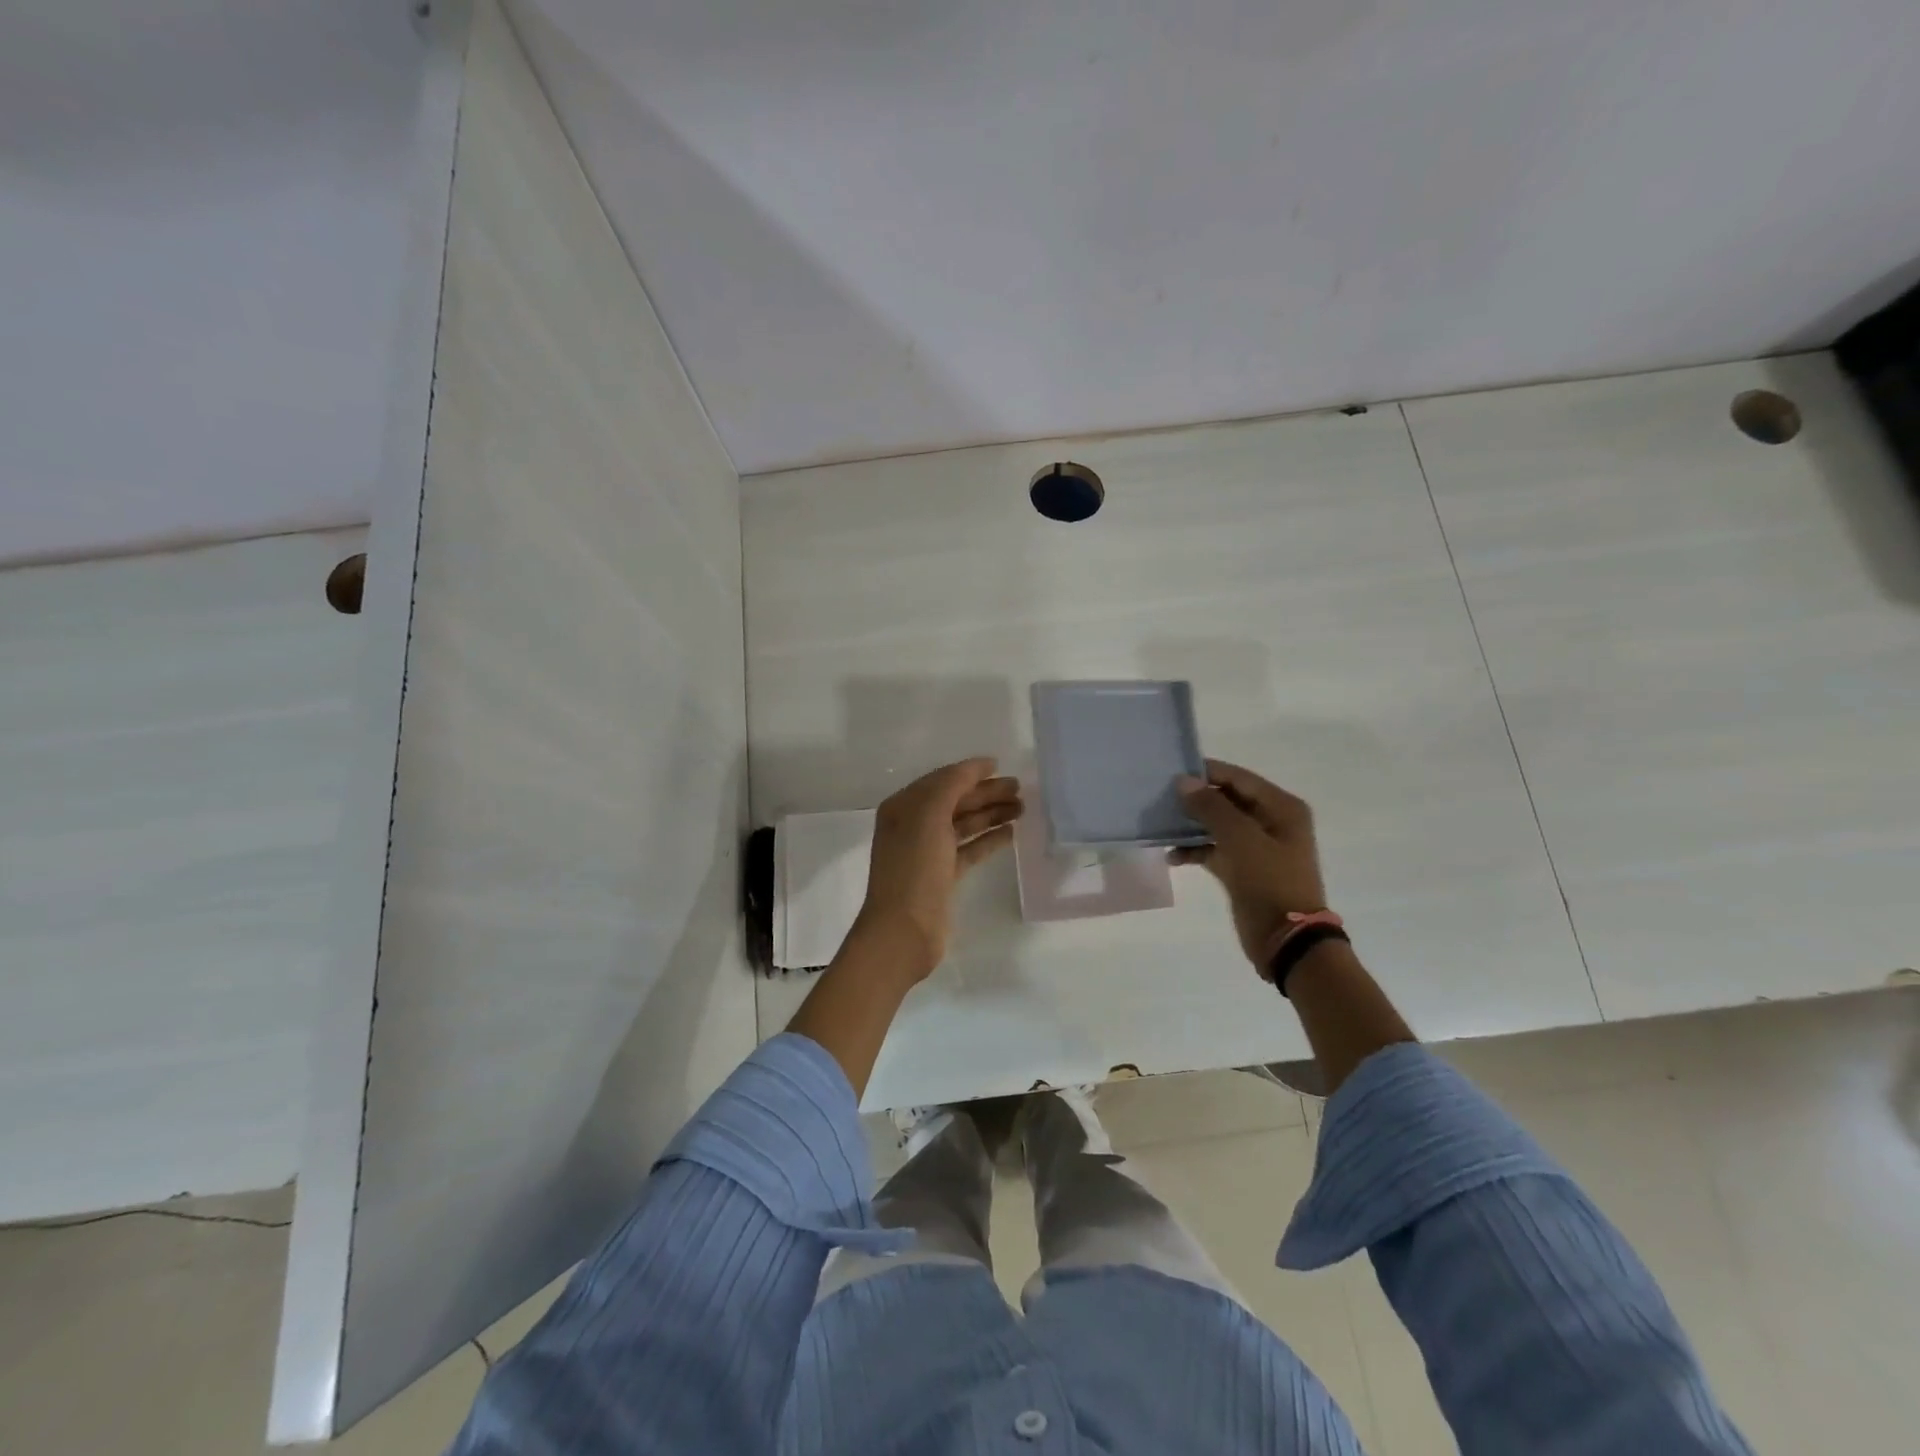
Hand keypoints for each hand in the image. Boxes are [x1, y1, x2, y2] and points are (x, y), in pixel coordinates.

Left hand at [852, 758, 1021, 979]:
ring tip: (1022, 808)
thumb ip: (952, 785)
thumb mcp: (929, 815)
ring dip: (991, 814)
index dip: (970, 771)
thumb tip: (979, 766)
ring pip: (964, 825)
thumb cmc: (914, 868)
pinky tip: (1011, 833)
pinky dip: (989, 839)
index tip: (1000, 765)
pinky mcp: (942, 876)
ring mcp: (928, 852)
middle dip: (986, 793)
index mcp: (904, 807)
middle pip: (955, 801)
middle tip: (1020, 789)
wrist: (903, 930)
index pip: (942, 780)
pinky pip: (969, 849)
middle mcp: (913, 825)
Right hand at [1171, 759, 1328, 973]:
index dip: (1207, 773)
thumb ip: (1212, 807)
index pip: (1239, 778)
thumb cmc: (1270, 882)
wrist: (1287, 941)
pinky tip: (1173, 856)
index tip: (1172, 772)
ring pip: (1218, 825)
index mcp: (1282, 808)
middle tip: (1161, 798)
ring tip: (1162, 826)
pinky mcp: (1243, 869)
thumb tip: (1184, 782)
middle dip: (1196, 800)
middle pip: (1227, 800)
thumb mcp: (1241, 840)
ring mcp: (1257, 847)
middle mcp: (1271, 821)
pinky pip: (1215, 849)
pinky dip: (1195, 850)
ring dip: (1192, 826)